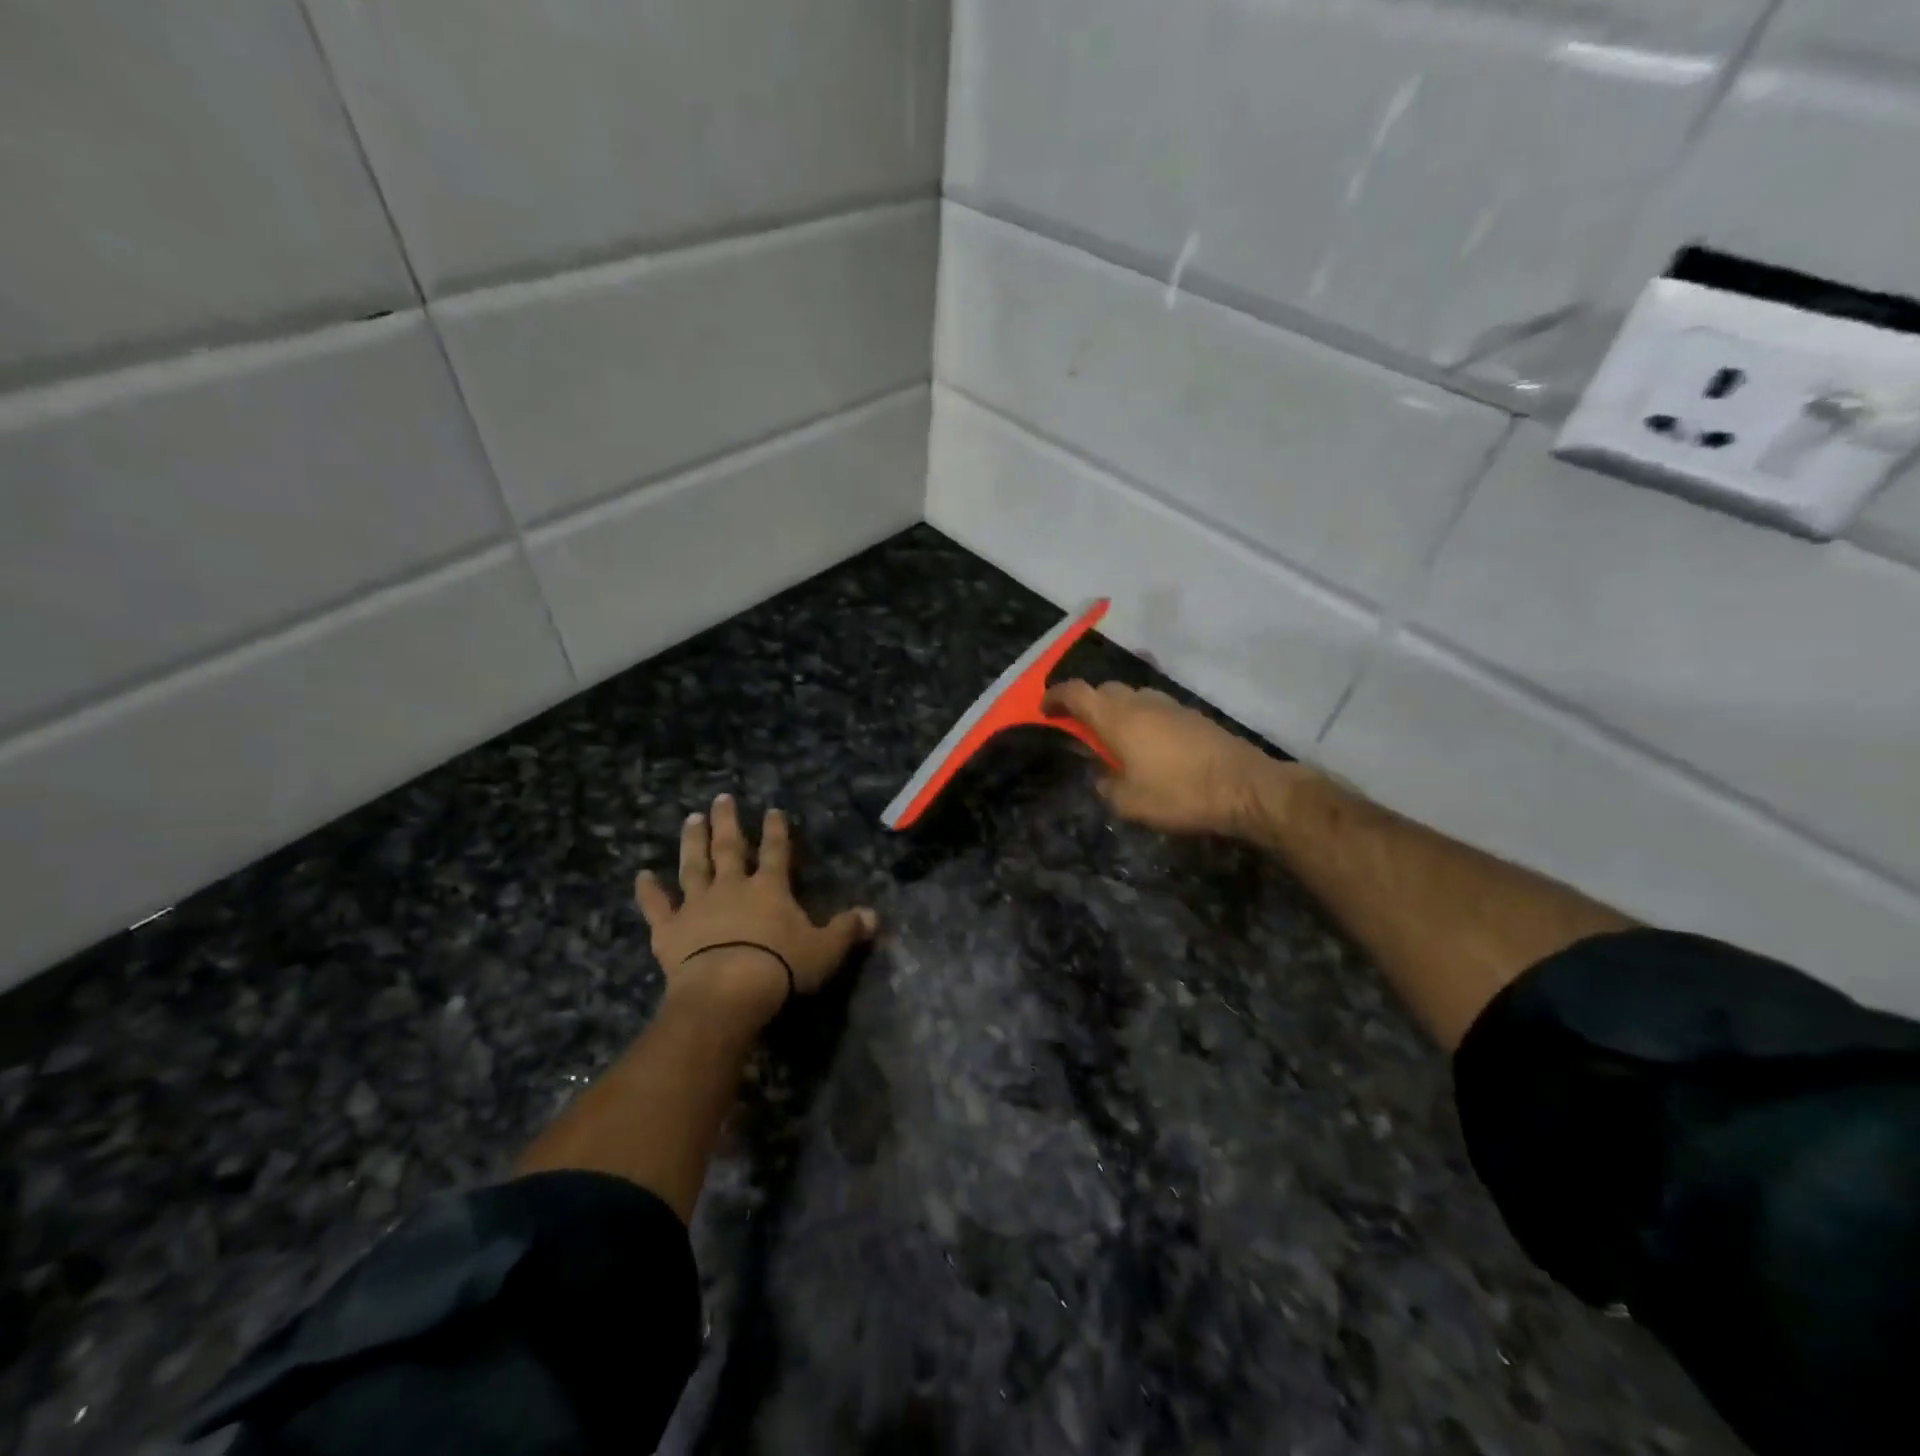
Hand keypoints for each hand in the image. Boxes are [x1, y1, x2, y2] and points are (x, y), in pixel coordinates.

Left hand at [635, 793, 876, 1025]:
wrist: (728, 991)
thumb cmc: (781, 968)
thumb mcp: (825, 950)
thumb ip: (847, 930)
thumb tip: (874, 916)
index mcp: (769, 888)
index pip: (775, 851)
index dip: (776, 830)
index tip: (773, 810)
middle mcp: (732, 887)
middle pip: (729, 847)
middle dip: (727, 821)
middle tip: (721, 798)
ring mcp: (697, 905)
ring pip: (693, 865)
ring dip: (691, 841)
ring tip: (690, 818)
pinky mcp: (670, 929)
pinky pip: (657, 906)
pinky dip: (648, 891)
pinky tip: (640, 875)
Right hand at [1043, 680, 1278, 835]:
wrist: (1246, 788)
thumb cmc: (1179, 794)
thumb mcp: (1128, 802)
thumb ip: (1105, 785)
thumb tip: (1101, 776)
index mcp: (1117, 718)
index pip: (1076, 692)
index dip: (1055, 697)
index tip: (1044, 710)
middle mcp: (1141, 702)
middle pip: (1104, 690)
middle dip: (1087, 704)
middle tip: (1080, 730)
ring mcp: (1170, 706)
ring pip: (1132, 698)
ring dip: (1117, 711)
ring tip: (1114, 740)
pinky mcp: (1192, 716)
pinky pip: (1155, 709)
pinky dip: (1142, 720)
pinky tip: (1148, 746)